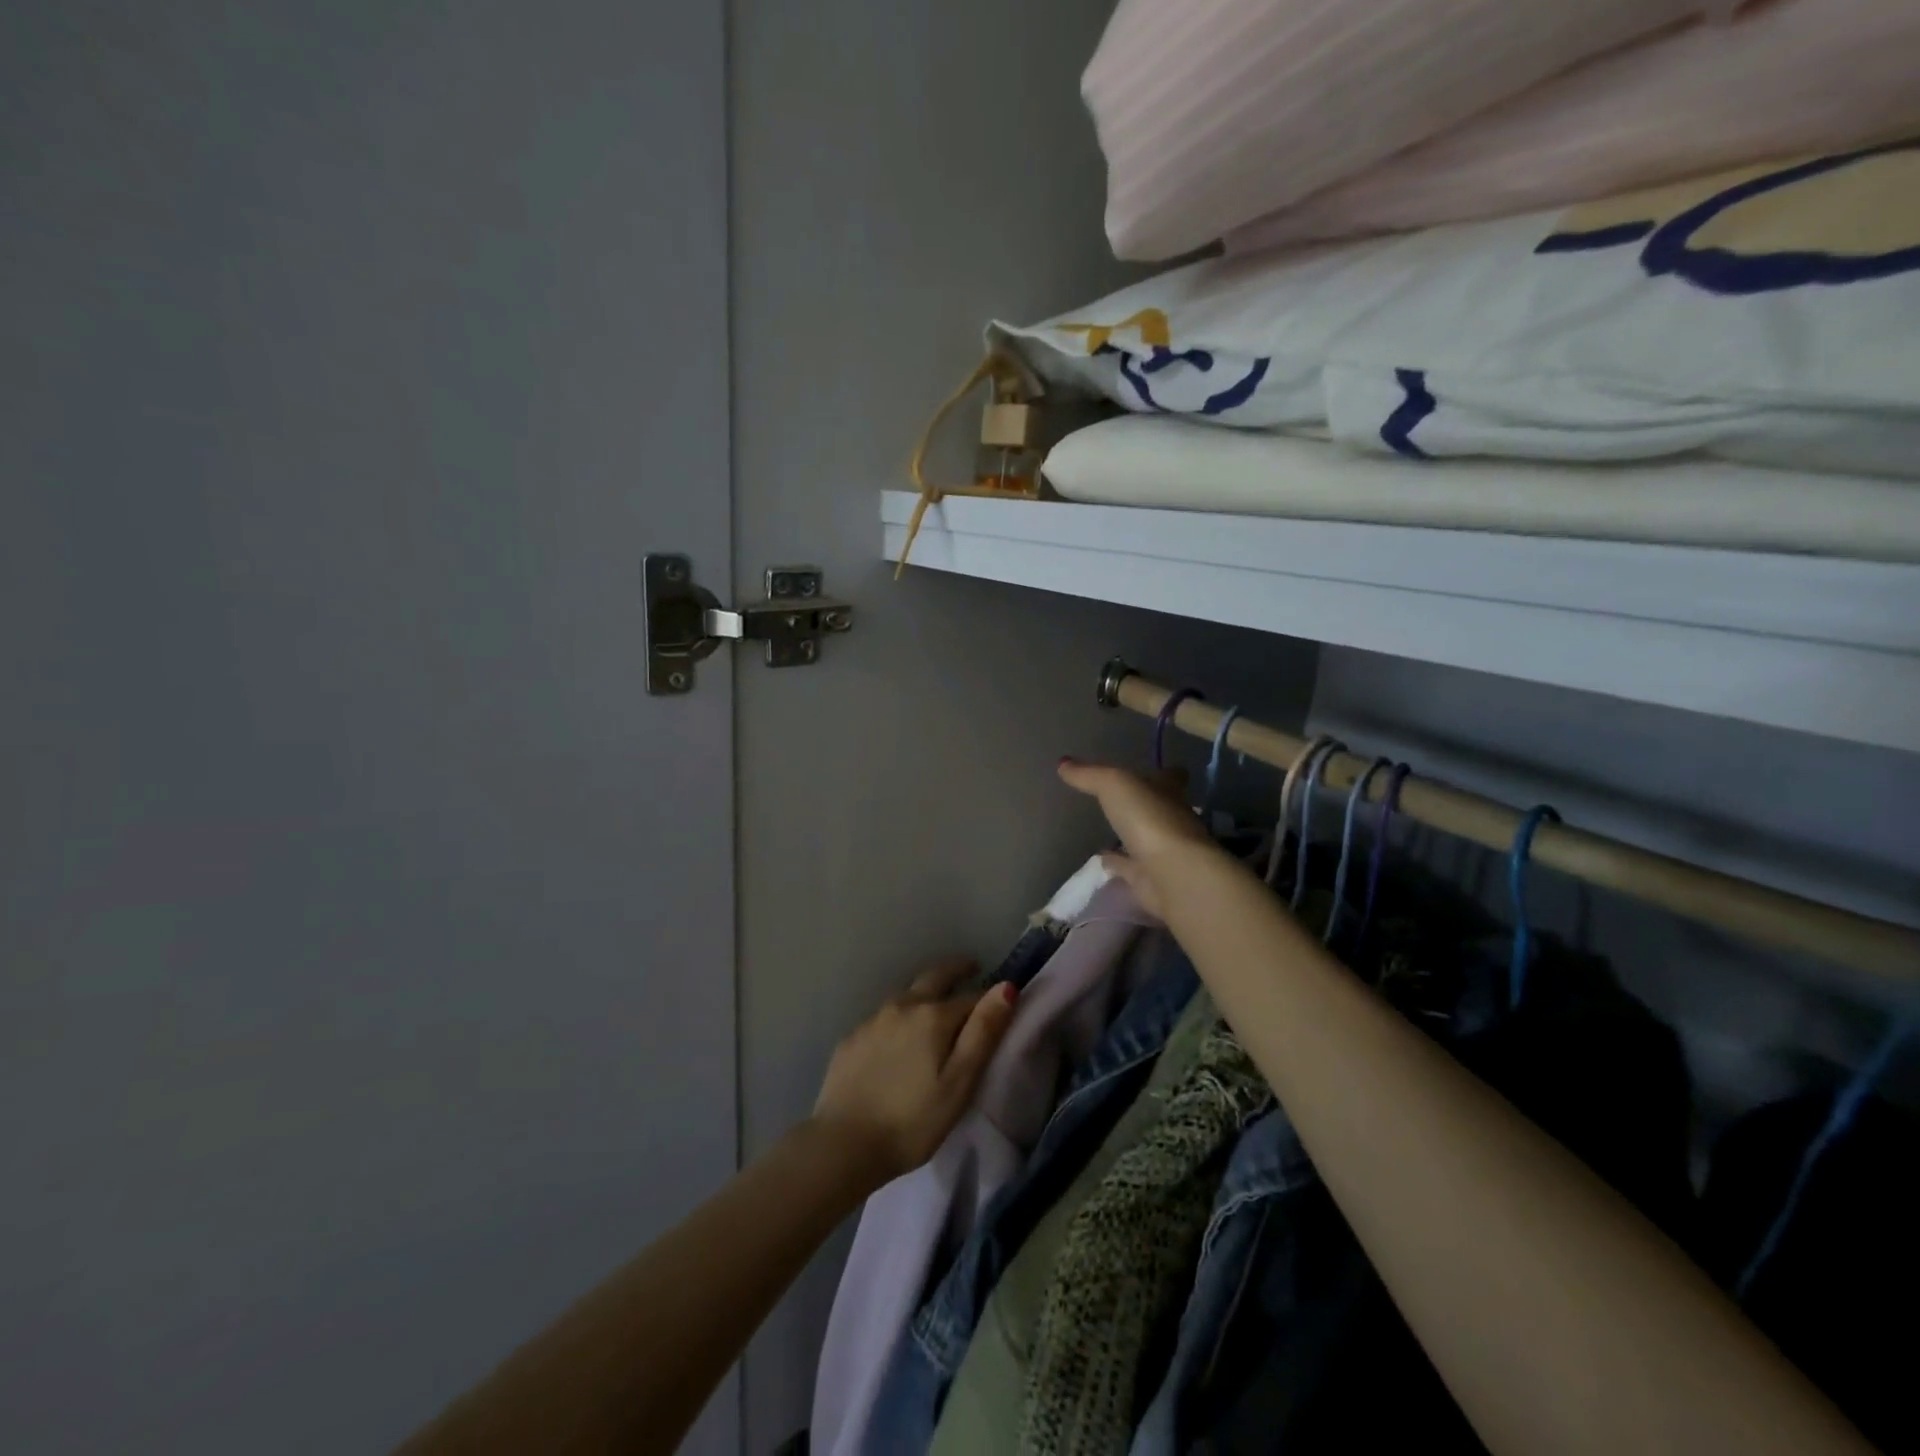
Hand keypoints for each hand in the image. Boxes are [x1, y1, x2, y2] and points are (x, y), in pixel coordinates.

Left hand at [811, 959, 1017, 1184]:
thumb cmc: (912, 1121)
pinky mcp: (851, 1039)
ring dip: (924, 993)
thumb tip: (1006, 987)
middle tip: (970, 967)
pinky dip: (898, 1018)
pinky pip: (883, 1018)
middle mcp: (902, 1006)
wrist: (843, 1144)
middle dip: (955, 970)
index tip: (999, 999)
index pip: (970, 997)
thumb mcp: (959, 1082)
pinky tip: (897, 1037)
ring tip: (935, 1006)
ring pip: (906, 996)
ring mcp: (872, 1020)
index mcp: (933, 1016)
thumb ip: (983, 1033)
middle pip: (934, 978)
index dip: (988, 999)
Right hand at [1056, 758, 1218, 919]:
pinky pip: (1128, 867)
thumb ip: (1089, 775)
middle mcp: (1171, 820)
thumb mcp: (1114, 785)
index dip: (1163, 773)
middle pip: (1158, 808)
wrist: (1172, 875)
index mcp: (1168, 793)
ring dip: (1129, 835)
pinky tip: (1101, 860)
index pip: (1171, 777)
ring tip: (1104, 830)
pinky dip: (1117, 863)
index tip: (1153, 770)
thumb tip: (1062, 763)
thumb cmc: (1149, 819)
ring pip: (1143, 839)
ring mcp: (1162, 852)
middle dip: (1143, 804)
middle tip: (1120, 800)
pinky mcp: (1149, 878)